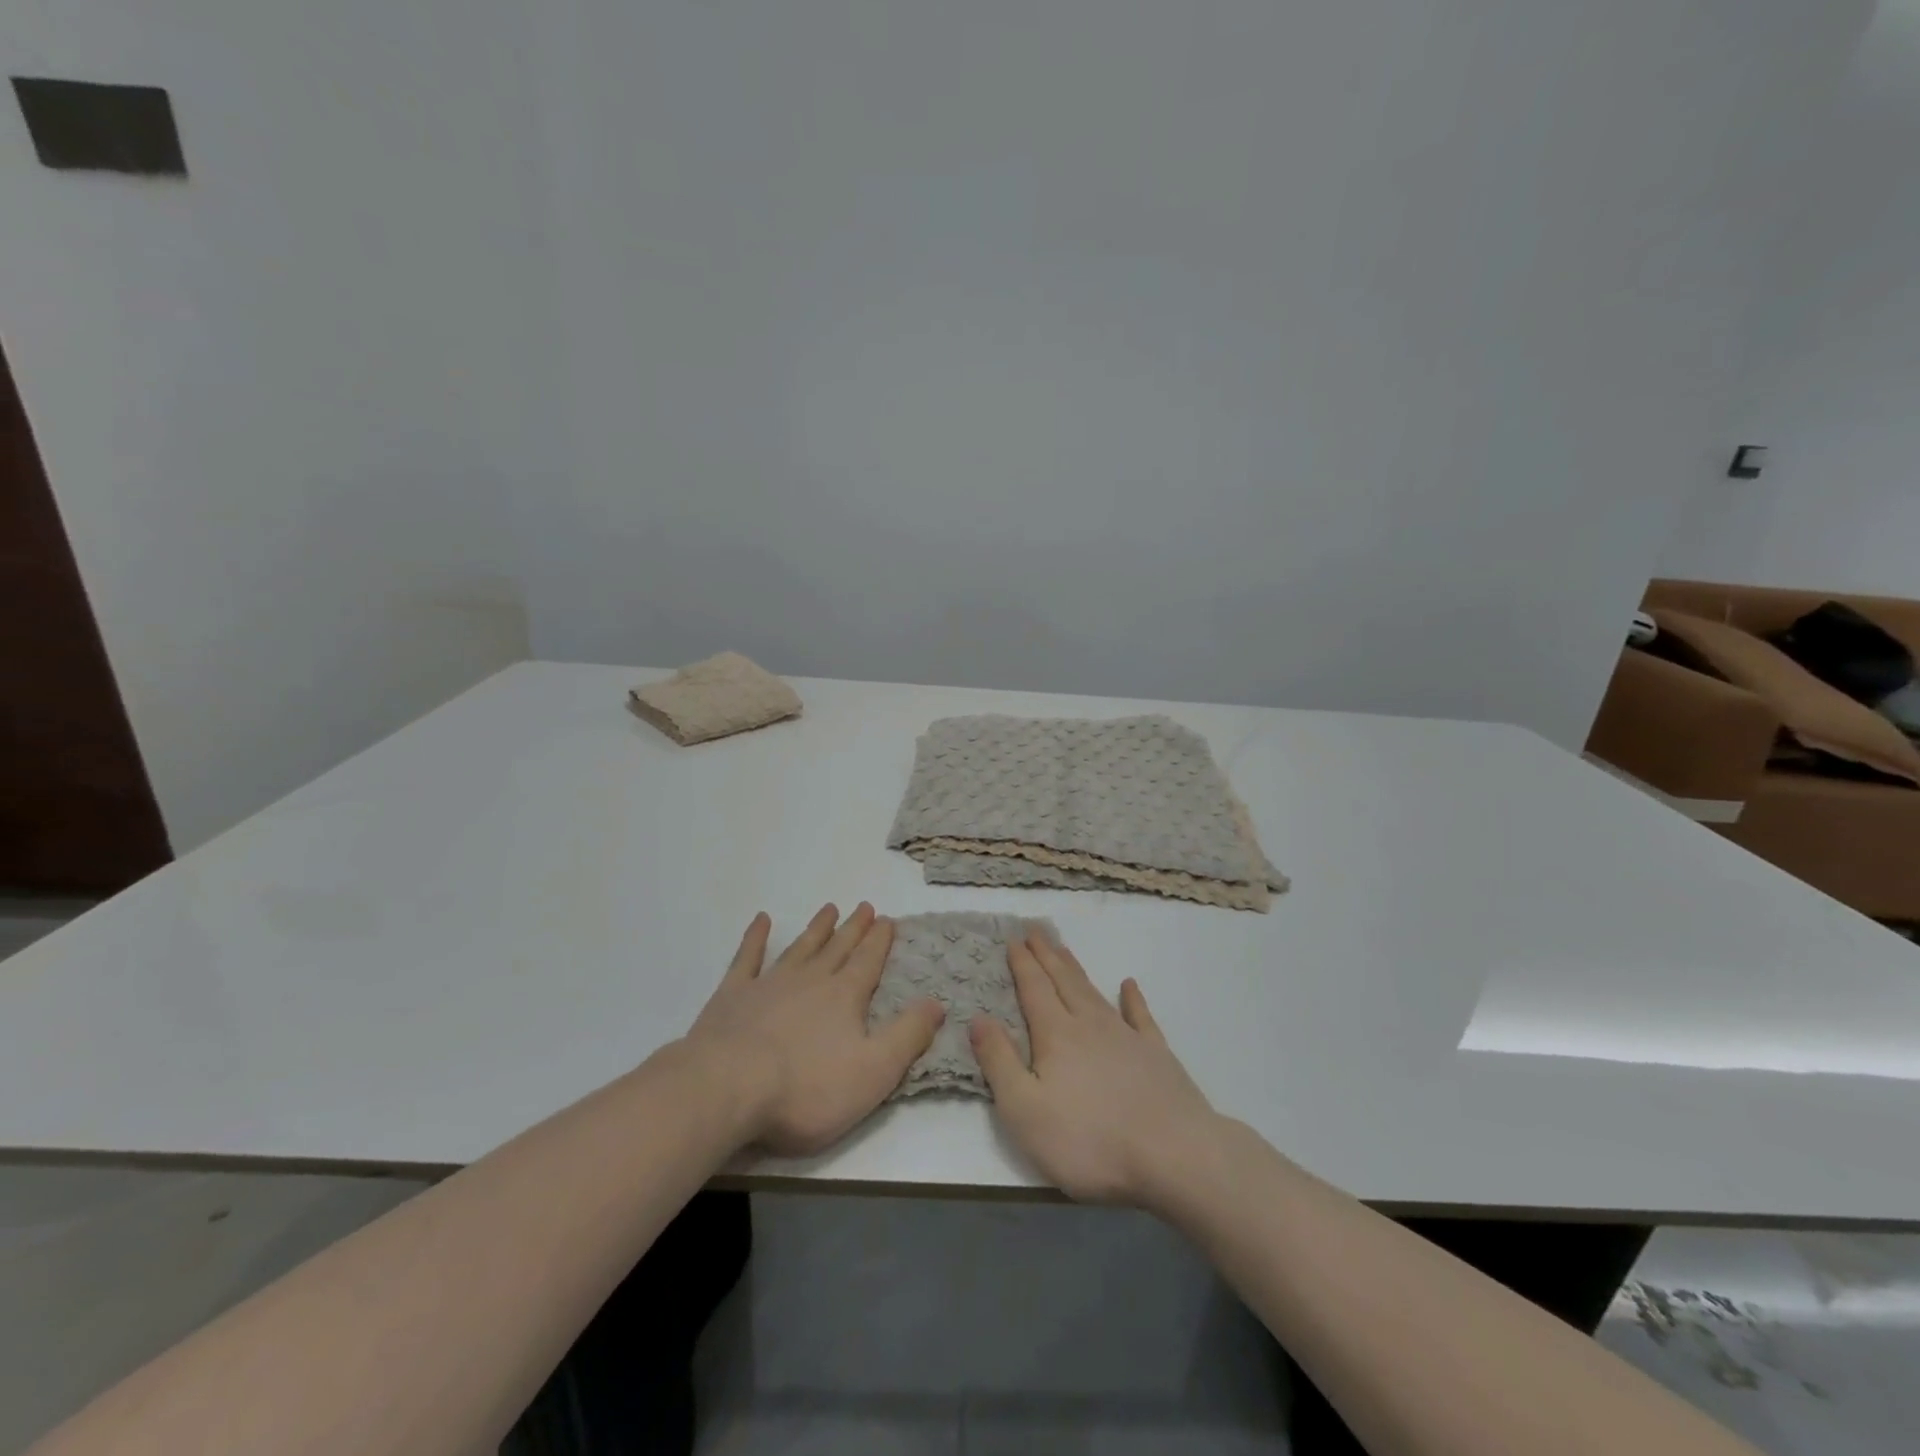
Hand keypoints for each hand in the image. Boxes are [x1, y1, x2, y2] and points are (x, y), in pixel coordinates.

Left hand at [685, 903, 944, 1155]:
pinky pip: (747, 958)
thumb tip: (938, 1003)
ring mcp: (769, 984)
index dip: (880, 941)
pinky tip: (761, 920)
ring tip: (829, 909)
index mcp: (845, 997)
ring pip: (800, 948)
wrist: (727, 1088)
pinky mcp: (732, 996)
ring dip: (816, 929)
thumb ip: (908, 1036)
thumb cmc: (807, 1088)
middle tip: (864, 906)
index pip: (868, 962)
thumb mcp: (874, 1071)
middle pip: (837, 949)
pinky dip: (755, 938)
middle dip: (853, 928)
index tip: (887, 919)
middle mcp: (811, 980)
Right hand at [971, 934, 1219, 1207]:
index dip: (1022, 964)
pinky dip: (1133, 998)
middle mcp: (1090, 1024)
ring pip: (1094, 992)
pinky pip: (1141, 1016)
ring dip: (1076, 970)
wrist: (1174, 1155)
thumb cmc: (1090, 1140)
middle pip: (1063, 981)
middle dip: (1047, 956)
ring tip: (1065, 950)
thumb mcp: (1025, 1110)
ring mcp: (1127, 1037)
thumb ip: (999, 1062)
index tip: (1013, 939)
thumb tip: (978, 1018)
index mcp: (1056, 1035)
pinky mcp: (1157, 1054)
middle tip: (1035, 931)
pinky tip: (1129, 985)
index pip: (1034, 989)